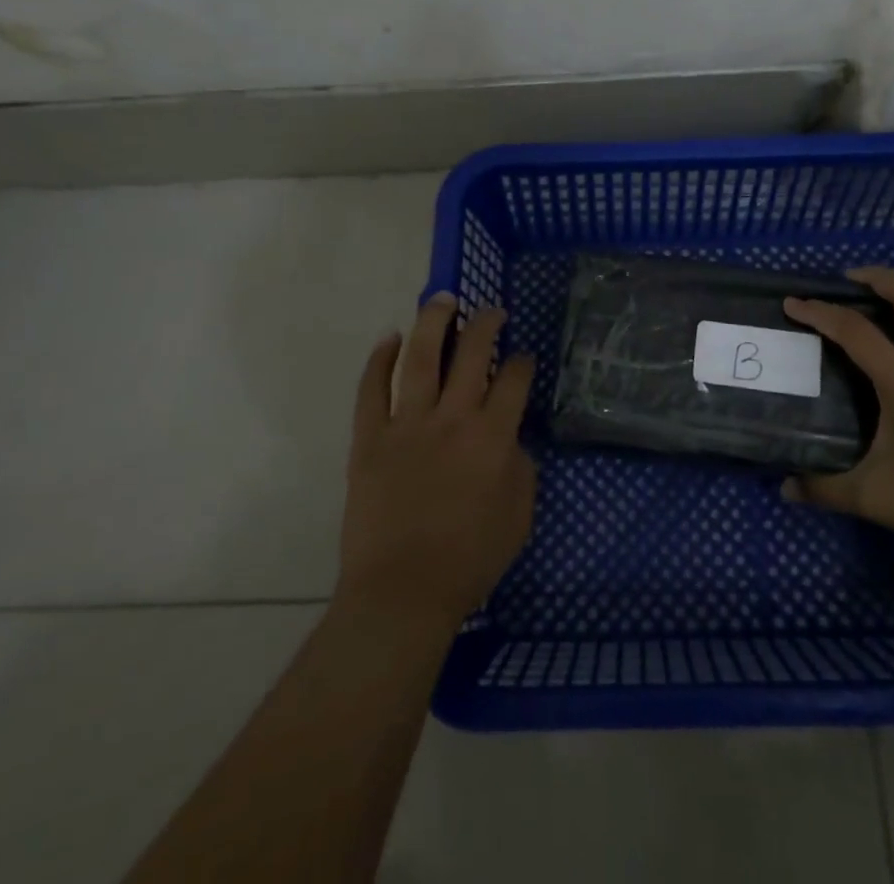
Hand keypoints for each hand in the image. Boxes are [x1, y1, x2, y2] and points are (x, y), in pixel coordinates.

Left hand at [336, 294, 537, 627]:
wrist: (402, 594)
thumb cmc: (469, 561)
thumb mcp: (519, 516)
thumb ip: (521, 468)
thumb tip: (510, 438)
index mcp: (493, 437)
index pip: (514, 380)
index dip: (522, 362)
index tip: (522, 357)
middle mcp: (453, 419)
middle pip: (471, 354)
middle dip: (485, 324)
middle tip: (491, 310)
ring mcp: (407, 425)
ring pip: (420, 359)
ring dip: (433, 323)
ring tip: (442, 299)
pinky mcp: (370, 439)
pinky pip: (371, 390)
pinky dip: (378, 360)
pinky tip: (389, 338)